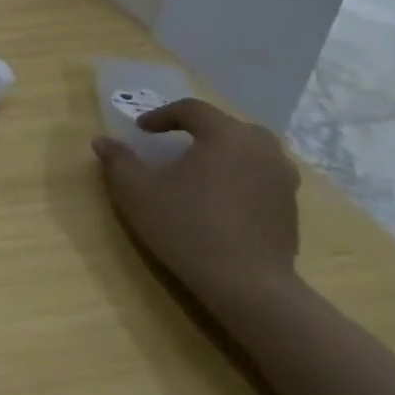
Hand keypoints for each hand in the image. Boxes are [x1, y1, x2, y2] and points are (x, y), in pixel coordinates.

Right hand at [92, 97, 301, 315]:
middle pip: (229, 126)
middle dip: (200, 130)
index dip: (162, 115)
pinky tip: (220, 200)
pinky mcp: (291, 208)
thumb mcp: (137, 192)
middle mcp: (261, 150)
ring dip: (224, 153)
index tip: (141, 130)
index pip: (193, 110)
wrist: (247, 283)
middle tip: (175, 145)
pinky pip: (262, 176)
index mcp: (225, 137)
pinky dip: (240, 176)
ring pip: (252, 151)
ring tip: (199, 171)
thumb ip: (119, 161)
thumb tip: (103, 141)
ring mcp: (282, 179)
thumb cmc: (186, 226)